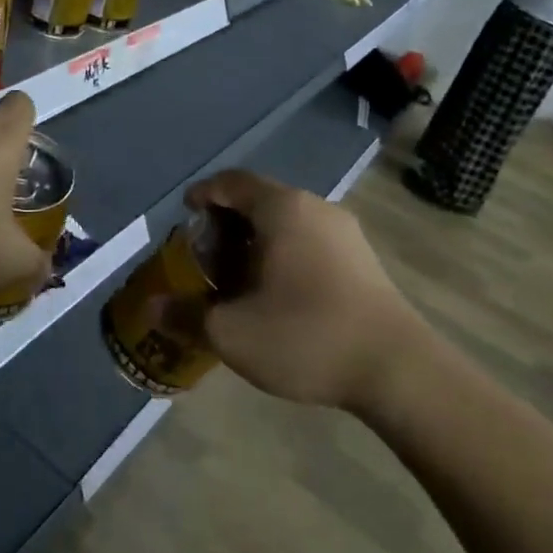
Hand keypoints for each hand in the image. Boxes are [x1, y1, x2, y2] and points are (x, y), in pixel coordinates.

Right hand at [187, 170, 430, 411]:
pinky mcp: (363, 258)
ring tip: (239, 276)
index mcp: (281, 208)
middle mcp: (313, 207)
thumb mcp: (232, 333)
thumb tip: (152, 308)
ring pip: (287, 221)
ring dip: (257, 239)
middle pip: (259, 199)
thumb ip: (186, 316)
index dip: (203, 193)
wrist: (399, 371)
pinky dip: (284, 252)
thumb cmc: (306, 336)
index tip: (185, 213)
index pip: (232, 182)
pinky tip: (278, 292)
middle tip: (207, 254)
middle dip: (227, 222)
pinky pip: (310, 239)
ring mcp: (344, 231)